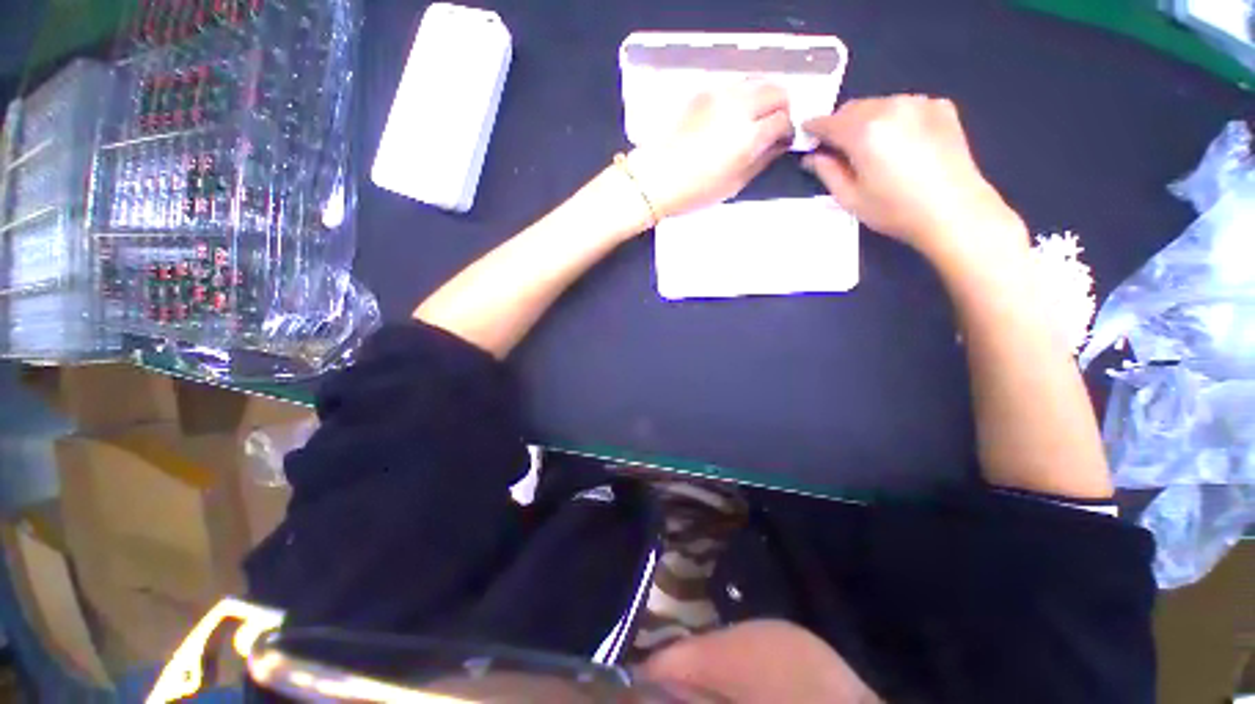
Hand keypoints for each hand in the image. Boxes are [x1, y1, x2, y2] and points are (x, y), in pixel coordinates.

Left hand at [625, 80, 793, 219]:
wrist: (654, 178)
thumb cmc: (694, 191)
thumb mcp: (733, 184)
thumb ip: (761, 161)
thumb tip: (778, 145)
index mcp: (748, 136)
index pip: (783, 119)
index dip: (787, 131)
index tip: (782, 141)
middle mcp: (738, 106)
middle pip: (776, 90)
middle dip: (781, 107)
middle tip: (772, 126)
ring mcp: (719, 94)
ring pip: (755, 81)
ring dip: (762, 97)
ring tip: (752, 120)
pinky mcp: (701, 92)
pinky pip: (732, 85)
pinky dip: (740, 96)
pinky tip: (730, 116)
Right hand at [802, 96, 1025, 262]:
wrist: (954, 210)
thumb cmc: (894, 210)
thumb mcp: (850, 197)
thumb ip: (826, 172)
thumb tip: (811, 157)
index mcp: (864, 131)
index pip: (828, 122)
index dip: (813, 129)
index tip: (806, 138)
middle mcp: (890, 107)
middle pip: (853, 107)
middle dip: (840, 125)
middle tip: (838, 149)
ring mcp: (919, 103)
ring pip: (879, 104)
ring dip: (867, 120)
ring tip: (872, 148)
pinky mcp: (940, 107)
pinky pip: (906, 106)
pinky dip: (895, 119)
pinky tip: (901, 143)